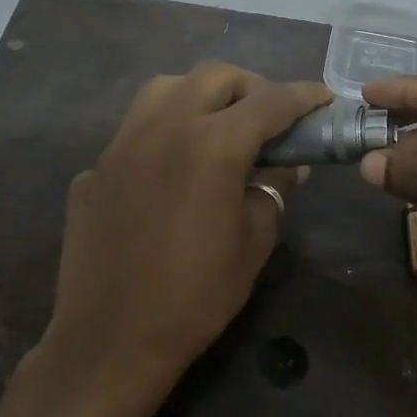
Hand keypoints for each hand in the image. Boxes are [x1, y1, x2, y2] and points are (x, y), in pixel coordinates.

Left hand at [40, 62, 332, 403]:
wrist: (112, 340)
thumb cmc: (196, 296)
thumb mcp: (254, 241)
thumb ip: (272, 188)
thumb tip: (285, 163)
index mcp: (211, 145)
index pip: (269, 102)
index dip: (303, 96)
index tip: (322, 97)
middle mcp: (163, 128)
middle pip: (214, 77)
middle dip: (251, 87)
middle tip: (269, 118)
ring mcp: (120, 144)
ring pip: (165, 88)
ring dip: (201, 95)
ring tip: (218, 127)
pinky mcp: (94, 169)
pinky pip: (135, 131)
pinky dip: (164, 134)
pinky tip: (171, 173)